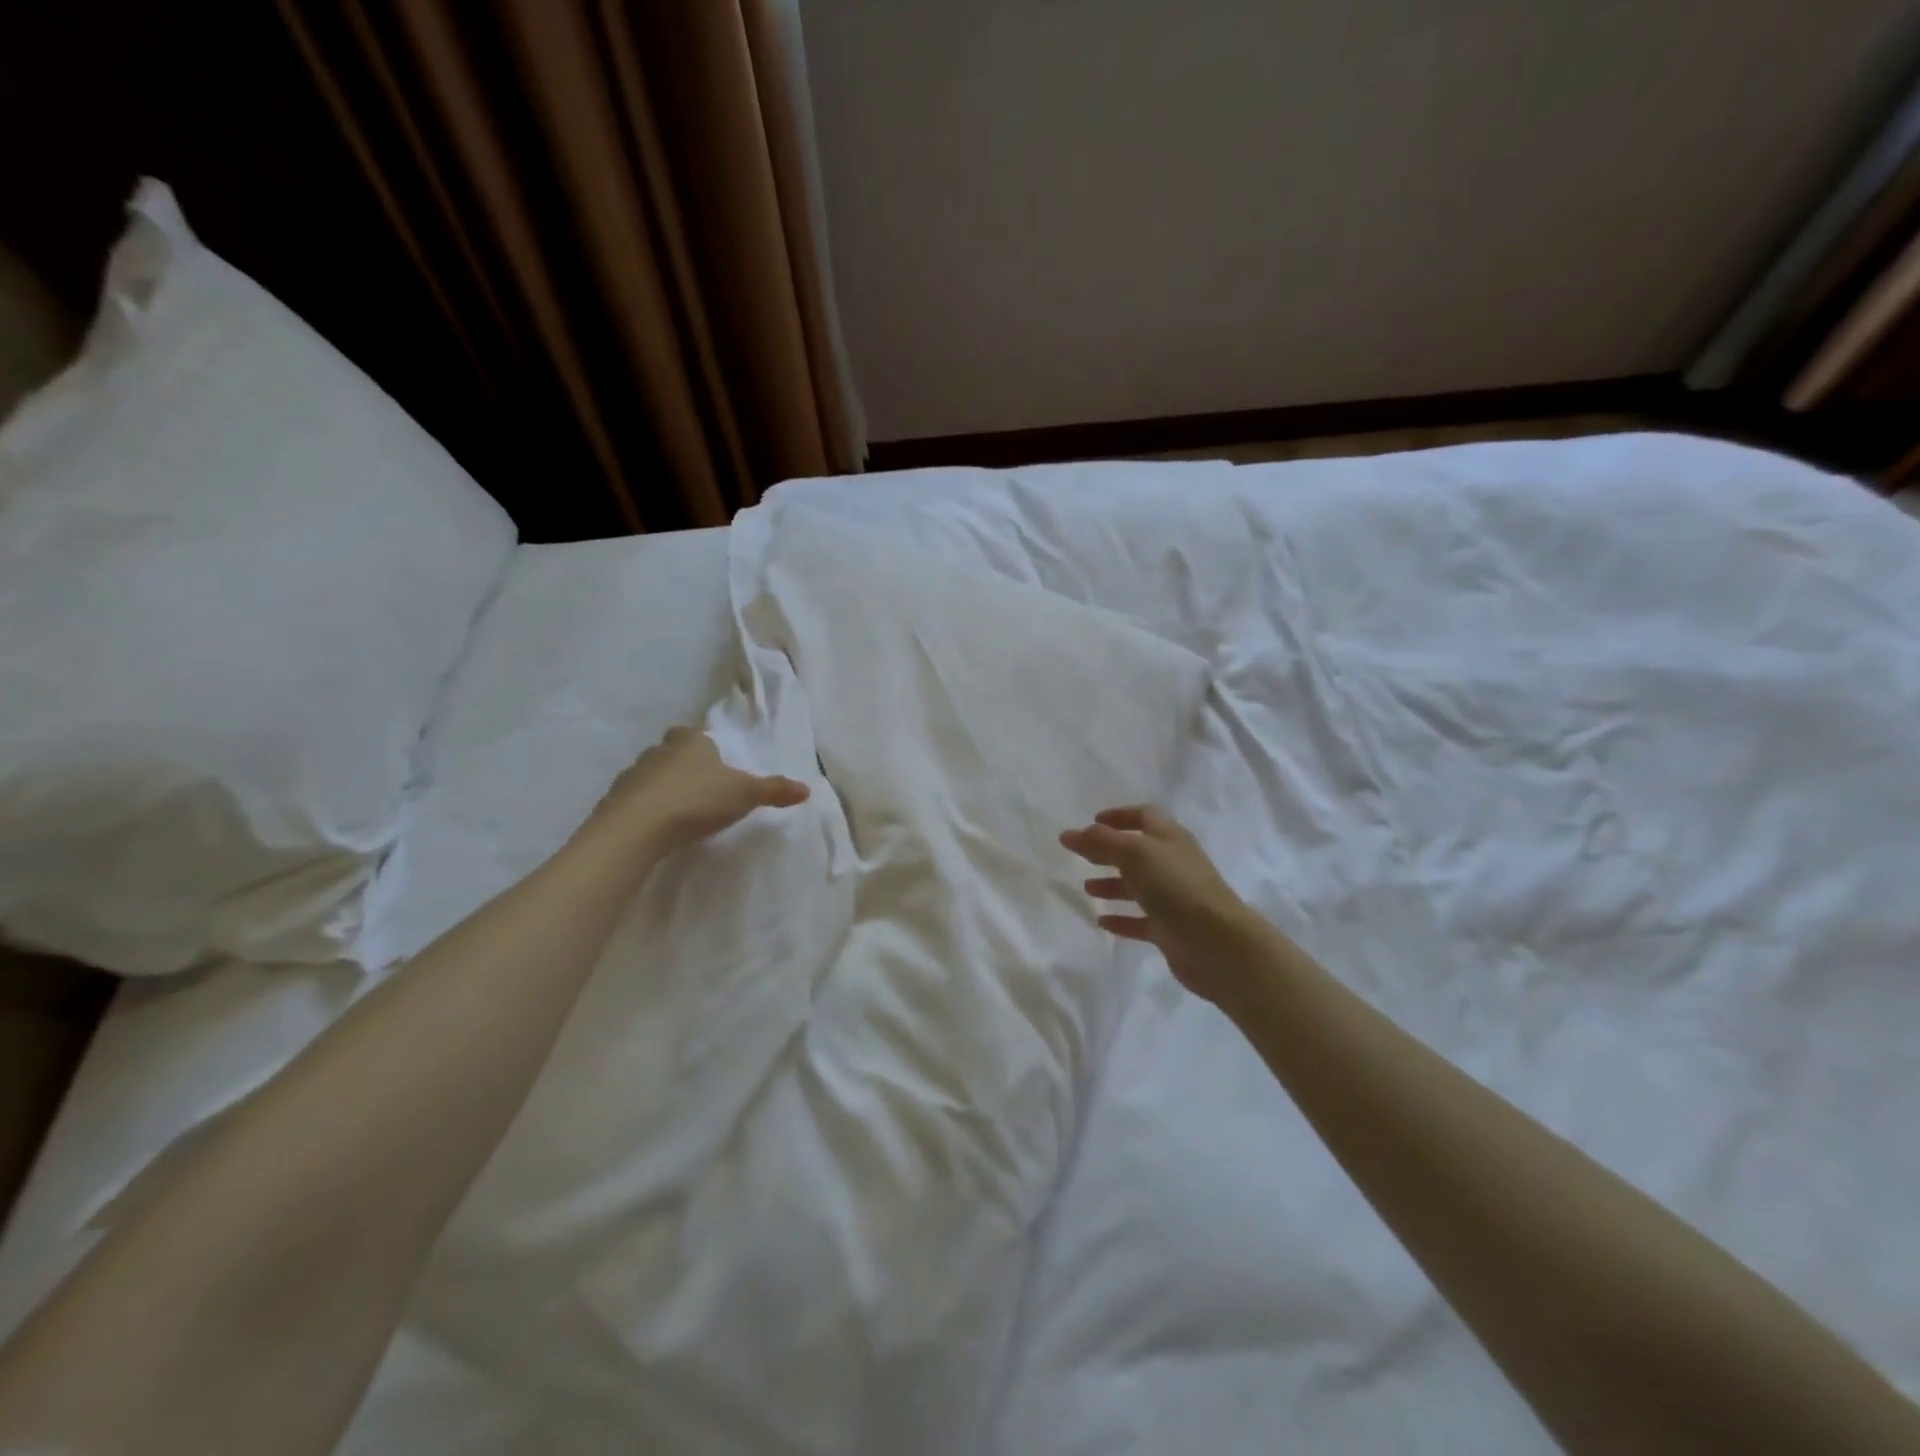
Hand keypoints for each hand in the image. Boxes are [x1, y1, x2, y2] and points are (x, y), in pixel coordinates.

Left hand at [584, 727, 808, 855]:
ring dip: (664, 785)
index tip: (716, 762)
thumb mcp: (744, 795)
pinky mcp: (614, 800)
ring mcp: (633, 774)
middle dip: (684, 762)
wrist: (636, 828)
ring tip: (680, 809)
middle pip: (673, 750)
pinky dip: (646, 806)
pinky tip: (658, 825)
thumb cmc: (696, 801)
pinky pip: (635, 798)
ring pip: (652, 773)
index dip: (707, 745)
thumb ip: (774, 791)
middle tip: (701, 784)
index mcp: (692, 742)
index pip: (699, 734)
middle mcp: (660, 750)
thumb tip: (807, 788)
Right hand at [1061, 805, 1268, 1007]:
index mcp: (1169, 838)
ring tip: (1086, 888)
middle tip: (1080, 855)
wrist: (1216, 943)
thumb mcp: (1134, 854)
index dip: (1119, 816)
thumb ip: (1100, 841)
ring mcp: (1172, 898)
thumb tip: (1069, 833)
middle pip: (1137, 851)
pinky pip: (1140, 920)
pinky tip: (1101, 921)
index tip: (1092, 822)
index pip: (1144, 816)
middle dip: (1109, 851)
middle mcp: (1172, 864)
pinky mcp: (1170, 929)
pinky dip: (1121, 918)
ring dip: (1112, 884)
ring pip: (1137, 886)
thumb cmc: (1176, 887)